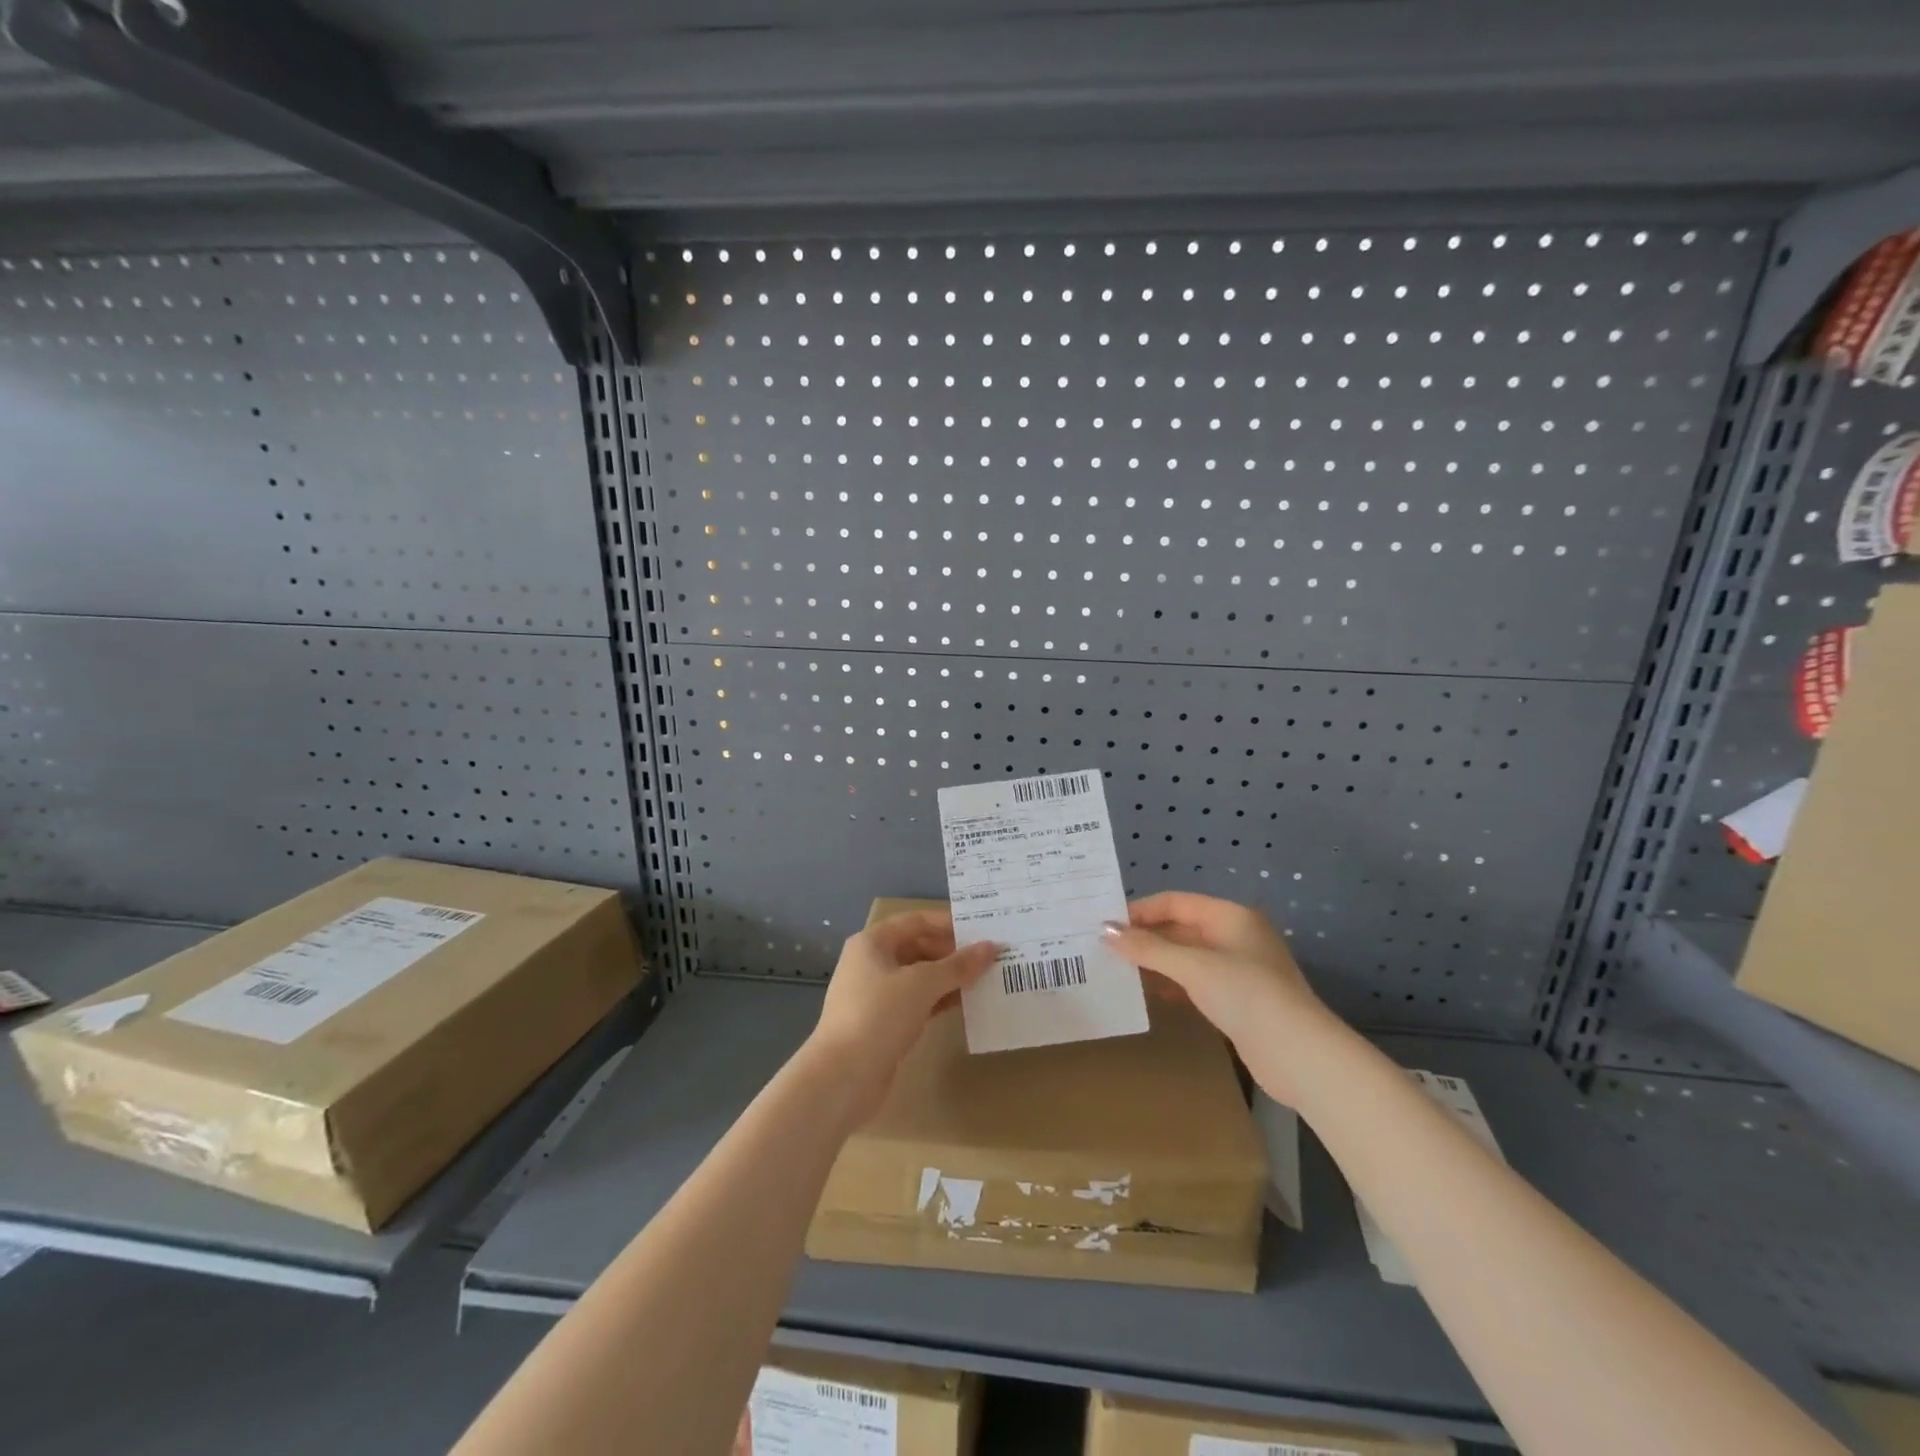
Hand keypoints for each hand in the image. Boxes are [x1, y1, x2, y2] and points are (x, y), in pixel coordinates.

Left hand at [807, 910, 997, 1117]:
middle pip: (918, 947)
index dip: (947, 924)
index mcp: (872, 943)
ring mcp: (876, 995)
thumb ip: (958, 965)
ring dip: (949, 978)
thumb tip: (991, 947)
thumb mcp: (922, 984)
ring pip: (919, 977)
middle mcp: (872, 963)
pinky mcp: (883, 1024)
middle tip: (989, 958)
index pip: (915, 921)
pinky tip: (967, 1005)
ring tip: (985, 980)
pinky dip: (940, 1000)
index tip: (981, 931)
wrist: (843, 1077)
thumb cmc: (879, 1015)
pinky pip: (917, 1002)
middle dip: (952, 953)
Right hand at [1101, 891, 1326, 1059]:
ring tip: (1119, 971)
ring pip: (1187, 957)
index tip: (1106, 925)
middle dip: (1145, 937)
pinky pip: (1196, 982)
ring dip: (1156, 962)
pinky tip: (1149, 995)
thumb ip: (1147, 948)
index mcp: (1230, 916)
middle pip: (1180, 928)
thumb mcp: (1192, 966)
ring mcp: (1239, 969)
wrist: (1299, 1055)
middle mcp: (1235, 936)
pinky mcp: (1238, 999)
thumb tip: (1105, 930)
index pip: (1175, 902)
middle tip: (1106, 949)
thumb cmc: (1245, 995)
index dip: (1140, 911)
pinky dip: (1172, 984)